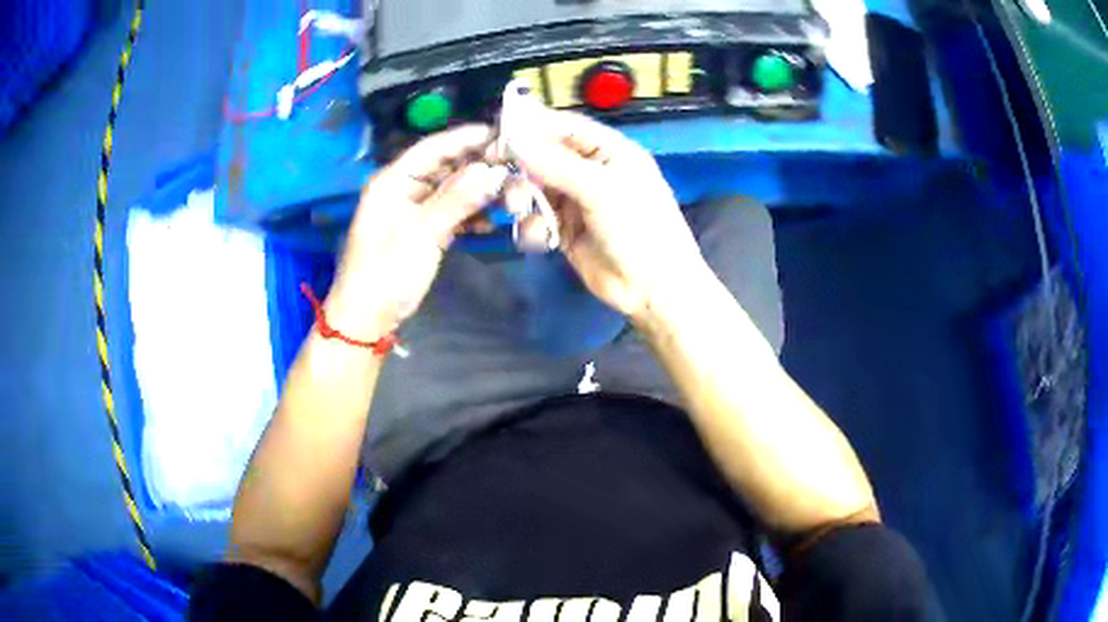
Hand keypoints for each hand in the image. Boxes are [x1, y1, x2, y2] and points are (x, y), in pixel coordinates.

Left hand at [326, 125, 507, 339]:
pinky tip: (492, 219)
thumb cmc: (386, 273)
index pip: (433, 148)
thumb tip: (491, 171)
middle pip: (445, 166)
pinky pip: (451, 212)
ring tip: (511, 191)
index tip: (503, 133)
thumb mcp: (420, 234)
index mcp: (393, 181)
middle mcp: (404, 188)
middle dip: (478, 165)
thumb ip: (456, 200)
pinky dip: (470, 214)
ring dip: (478, 191)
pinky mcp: (423, 229)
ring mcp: (414, 210)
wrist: (367, 317)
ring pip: (452, 189)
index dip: (467, 138)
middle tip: (516, 164)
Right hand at [507, 108, 708, 320]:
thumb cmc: (638, 229)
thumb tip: (513, 138)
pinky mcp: (566, 229)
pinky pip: (538, 216)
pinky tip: (539, 237)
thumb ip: (554, 163)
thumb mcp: (599, 189)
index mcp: (609, 150)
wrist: (653, 289)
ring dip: (523, 194)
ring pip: (536, 186)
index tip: (497, 130)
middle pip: (545, 154)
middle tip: (493, 166)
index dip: (531, 125)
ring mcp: (578, 200)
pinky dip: (532, 224)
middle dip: (521, 162)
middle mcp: (591, 170)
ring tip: (517, 208)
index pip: (564, 126)